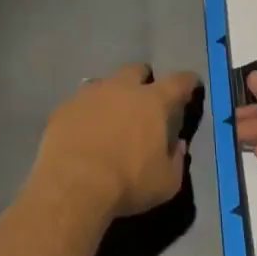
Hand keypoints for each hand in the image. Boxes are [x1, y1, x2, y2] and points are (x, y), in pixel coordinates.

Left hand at [31, 64, 197, 219]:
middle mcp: (122, 88)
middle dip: (144, 80)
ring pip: (106, 83)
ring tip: (111, 117)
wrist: (73, 184)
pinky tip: (84, 131)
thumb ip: (177, 160)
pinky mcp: (65, 106)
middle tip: (144, 99)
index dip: (188, 81)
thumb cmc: (128, 183)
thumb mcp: (166, 182)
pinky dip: (87, 112)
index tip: (191, 83)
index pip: (178, 82)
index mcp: (153, 102)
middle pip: (137, 70)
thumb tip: (178, 145)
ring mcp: (90, 93)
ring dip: (112, 95)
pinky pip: (81, 102)